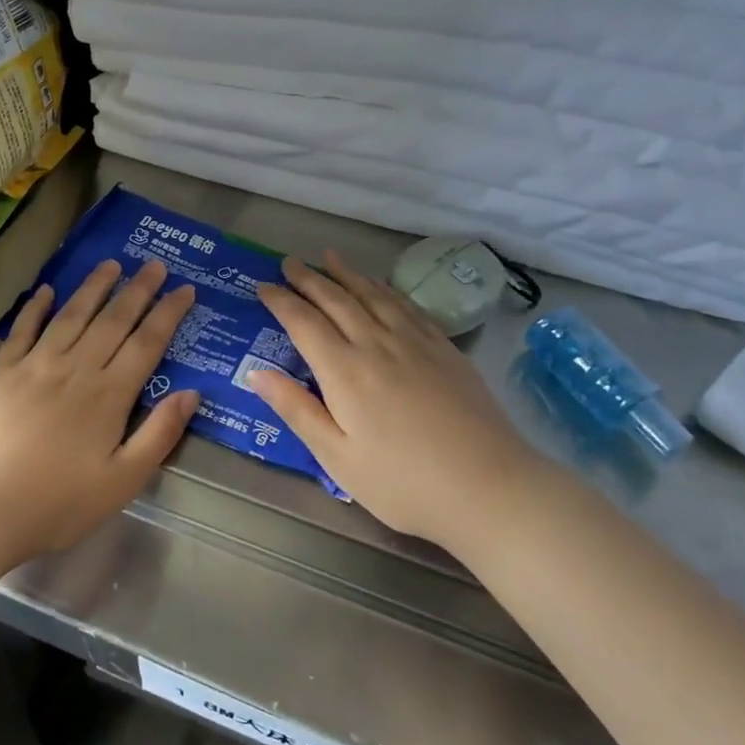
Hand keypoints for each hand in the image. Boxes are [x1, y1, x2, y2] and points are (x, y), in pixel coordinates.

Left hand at [0, 257, 198, 572]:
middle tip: (155, 265)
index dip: (168, 314)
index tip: (185, 289)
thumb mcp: (121, 483)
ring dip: (93, 287)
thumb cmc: (55, 504)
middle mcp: (75, 369)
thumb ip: (158, 436)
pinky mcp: (1, 372)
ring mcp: (35, 366)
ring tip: (111, 264)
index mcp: (108, 396)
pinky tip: (46, 290)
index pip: (147, 343)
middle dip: (138, 290)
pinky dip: (36, 307)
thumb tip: (191, 393)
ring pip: (71, 315)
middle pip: (113, 321)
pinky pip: (23, 330)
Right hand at [248, 251, 540, 550]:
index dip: (281, 301)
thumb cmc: (403, 483)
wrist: (488, 486)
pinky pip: (407, 305)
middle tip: (289, 262)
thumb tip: (256, 373)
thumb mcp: (337, 458)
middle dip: (310, 279)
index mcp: (345, 371)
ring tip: (329, 257)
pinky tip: (381, 285)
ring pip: (373, 295)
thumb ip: (297, 410)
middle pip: (337, 300)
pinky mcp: (444, 348)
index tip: (263, 286)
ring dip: (347, 274)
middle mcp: (377, 344)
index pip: (304, 323)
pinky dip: (386, 289)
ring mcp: (415, 342)